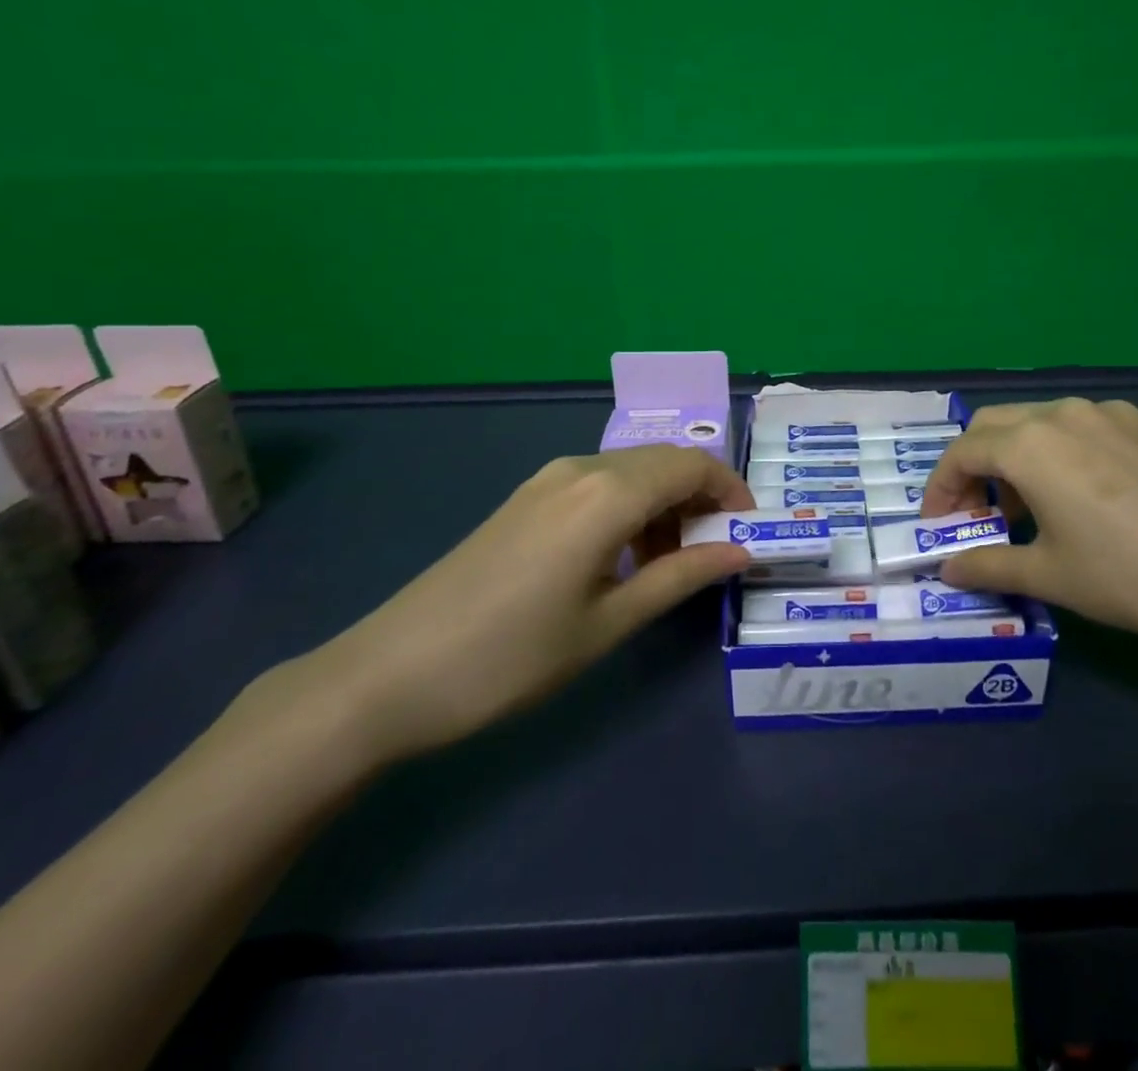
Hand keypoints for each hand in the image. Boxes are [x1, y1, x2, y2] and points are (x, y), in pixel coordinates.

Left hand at [294, 445, 753, 764]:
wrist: (388, 675)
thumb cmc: (511, 657)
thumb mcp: (609, 623)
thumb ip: (681, 577)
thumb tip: (740, 551)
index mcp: (607, 493)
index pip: (692, 466)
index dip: (731, 491)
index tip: (749, 532)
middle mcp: (580, 468)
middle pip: (664, 462)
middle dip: (701, 498)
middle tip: (715, 552)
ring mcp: (547, 479)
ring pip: (631, 472)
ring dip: (665, 504)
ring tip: (670, 564)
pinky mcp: (526, 498)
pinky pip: (598, 485)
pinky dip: (630, 508)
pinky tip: (622, 557)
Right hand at [920, 399, 1137, 653]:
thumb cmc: (1127, 576)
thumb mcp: (1048, 576)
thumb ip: (986, 565)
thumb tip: (946, 567)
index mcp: (1031, 445)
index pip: (962, 452)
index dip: (941, 487)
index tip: (939, 521)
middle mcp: (1067, 414)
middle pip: (998, 424)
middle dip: (976, 463)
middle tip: (982, 510)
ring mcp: (1117, 413)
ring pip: (1047, 420)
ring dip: (1025, 454)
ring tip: (1039, 503)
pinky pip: (1097, 428)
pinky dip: (1076, 453)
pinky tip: (1100, 493)